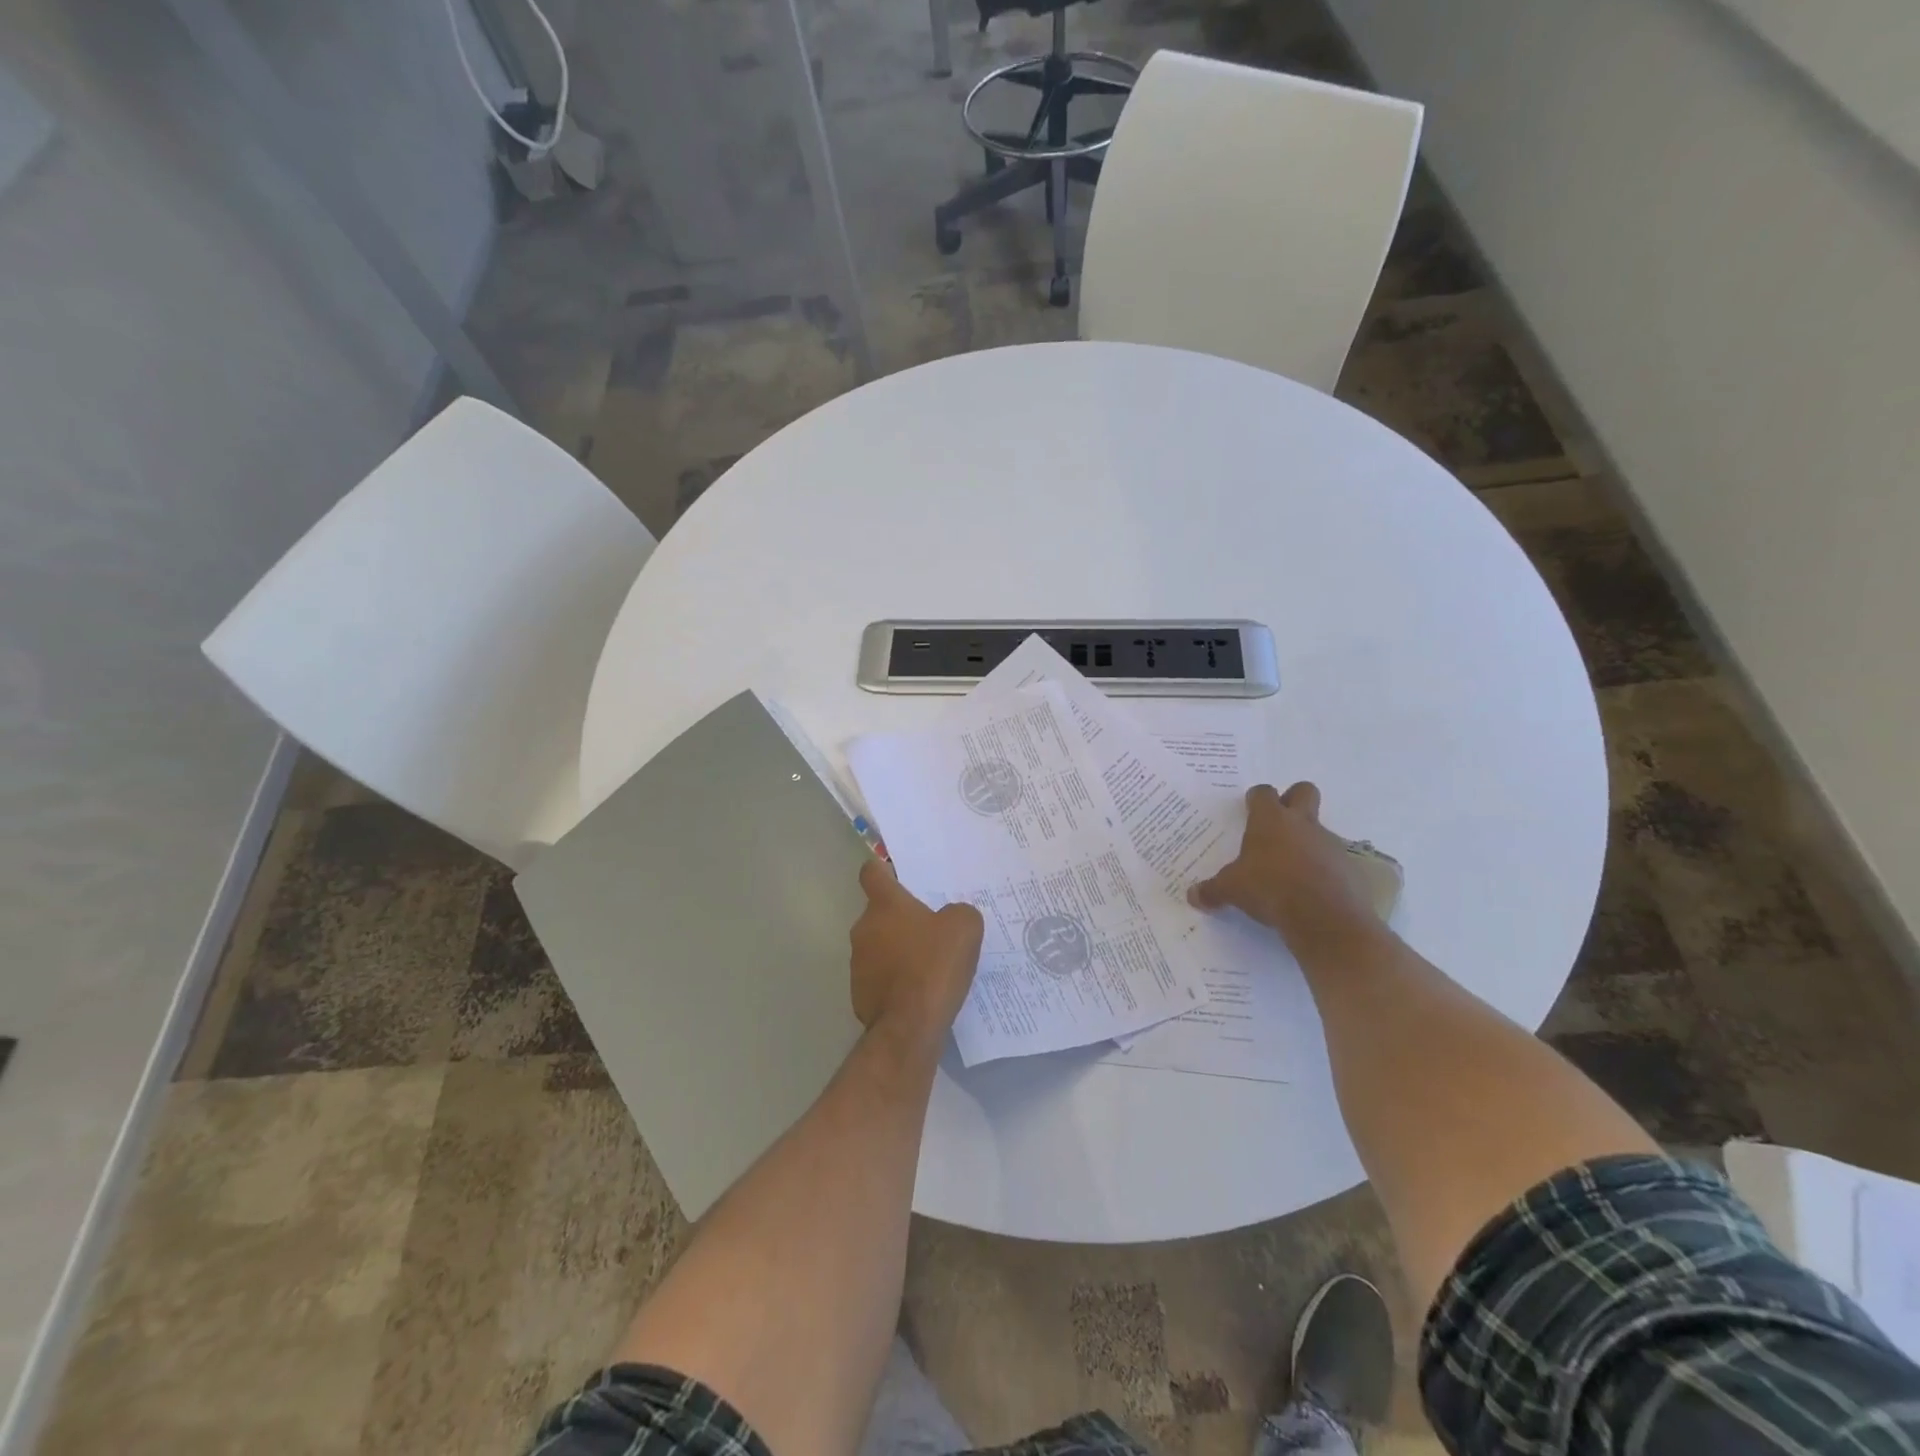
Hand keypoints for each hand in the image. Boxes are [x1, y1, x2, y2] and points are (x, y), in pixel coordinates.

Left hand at [850, 859, 983, 1051]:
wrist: (909, 1027)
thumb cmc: (934, 966)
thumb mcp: (964, 928)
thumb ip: (959, 912)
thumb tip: (951, 917)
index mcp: (885, 905)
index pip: (872, 873)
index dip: (883, 870)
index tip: (898, 876)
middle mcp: (864, 928)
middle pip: (879, 913)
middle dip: (901, 919)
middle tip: (931, 929)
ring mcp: (857, 963)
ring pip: (878, 946)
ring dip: (896, 950)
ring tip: (927, 965)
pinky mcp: (859, 994)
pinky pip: (878, 977)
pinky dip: (894, 981)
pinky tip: (918, 992)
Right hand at [1187, 783, 1385, 955]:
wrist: (1326, 918)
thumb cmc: (1270, 890)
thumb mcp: (1231, 890)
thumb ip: (1212, 890)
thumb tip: (1192, 896)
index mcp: (1270, 821)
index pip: (1263, 793)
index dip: (1256, 799)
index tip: (1249, 809)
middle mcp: (1302, 824)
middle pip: (1304, 791)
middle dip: (1292, 799)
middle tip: (1278, 823)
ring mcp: (1330, 843)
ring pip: (1319, 829)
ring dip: (1306, 842)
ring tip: (1290, 870)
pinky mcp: (1349, 867)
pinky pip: (1333, 860)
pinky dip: (1323, 870)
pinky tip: (1311, 891)